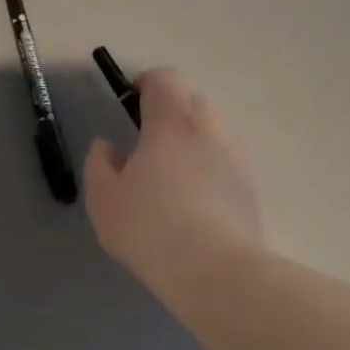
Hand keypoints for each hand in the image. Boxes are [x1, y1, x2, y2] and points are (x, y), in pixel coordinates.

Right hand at [83, 67, 262, 297]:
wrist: (213, 270)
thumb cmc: (149, 228)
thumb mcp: (104, 199)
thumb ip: (99, 164)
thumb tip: (108, 146)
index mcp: (171, 124)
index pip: (165, 79)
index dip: (146, 82)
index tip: (130, 101)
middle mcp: (210, 132)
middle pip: (193, 102)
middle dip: (171, 112)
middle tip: (148, 144)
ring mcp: (236, 160)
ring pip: (213, 134)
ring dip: (192, 143)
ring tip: (171, 179)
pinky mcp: (250, 190)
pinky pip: (225, 165)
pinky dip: (209, 171)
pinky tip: (192, 205)